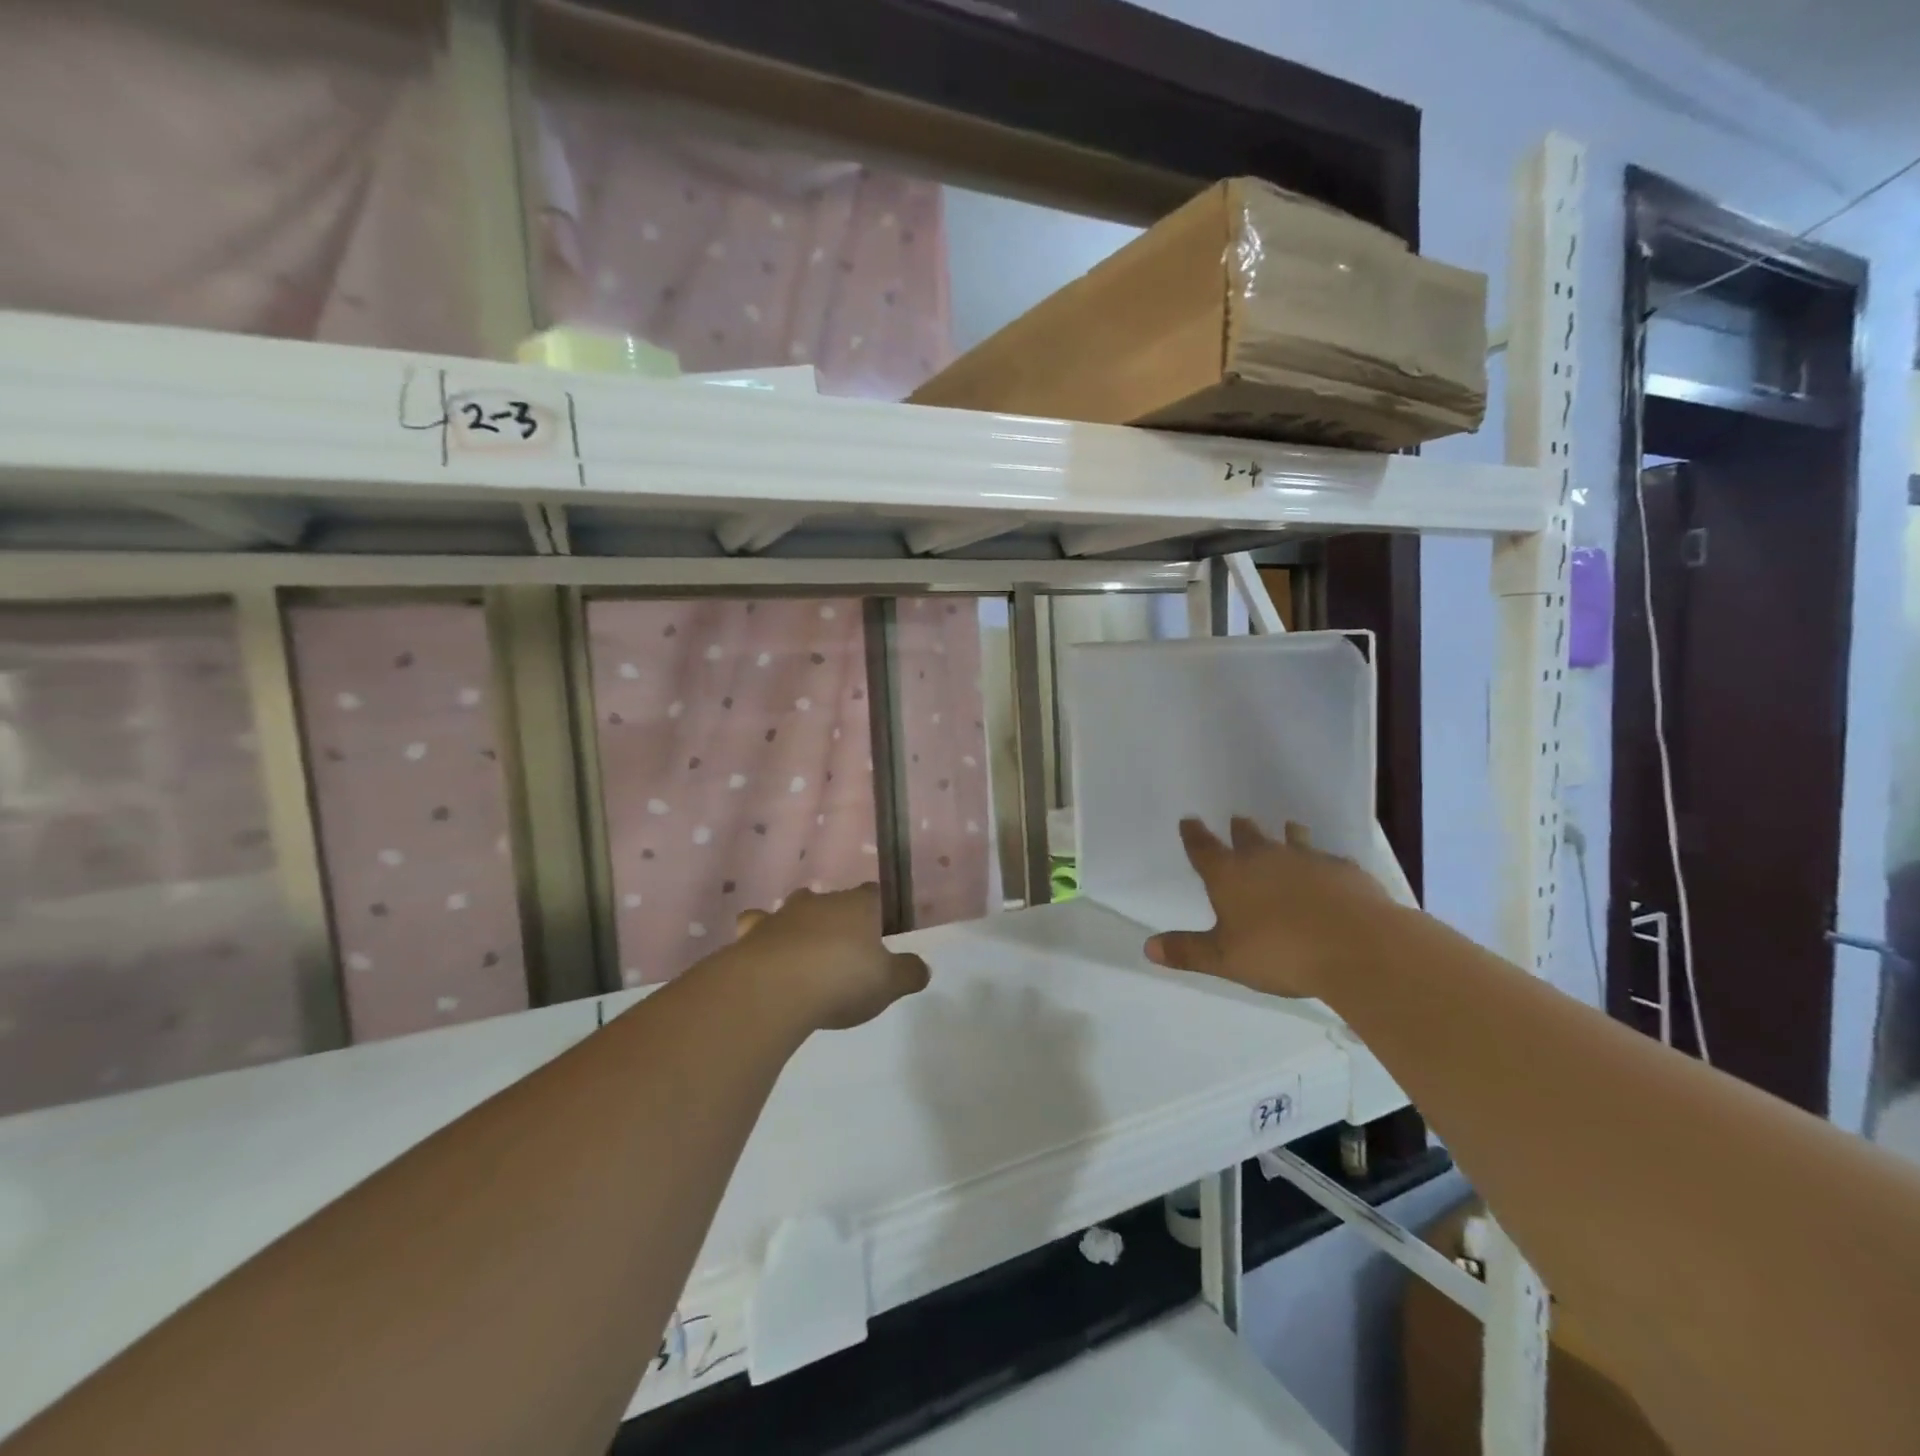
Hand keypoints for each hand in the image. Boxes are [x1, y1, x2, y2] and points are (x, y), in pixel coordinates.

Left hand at [729, 885, 929, 1030]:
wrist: (773, 990)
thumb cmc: (841, 979)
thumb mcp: (889, 983)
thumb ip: (909, 973)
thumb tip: (922, 968)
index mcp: (858, 905)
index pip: (874, 894)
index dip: (879, 909)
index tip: (882, 928)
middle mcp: (820, 901)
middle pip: (832, 900)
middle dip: (837, 918)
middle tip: (844, 948)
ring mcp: (782, 915)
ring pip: (793, 911)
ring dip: (799, 927)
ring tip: (803, 954)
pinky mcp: (750, 936)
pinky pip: (757, 931)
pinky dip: (762, 941)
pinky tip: (765, 959)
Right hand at [1144, 818, 1392, 998]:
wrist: (1356, 946)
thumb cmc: (1280, 953)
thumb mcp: (1225, 959)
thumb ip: (1188, 951)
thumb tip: (1147, 947)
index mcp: (1229, 875)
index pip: (1203, 848)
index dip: (1193, 834)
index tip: (1188, 820)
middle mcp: (1264, 857)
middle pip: (1247, 835)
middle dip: (1239, 829)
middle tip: (1237, 821)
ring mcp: (1307, 859)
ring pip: (1292, 837)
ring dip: (1286, 833)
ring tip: (1287, 828)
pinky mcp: (1344, 869)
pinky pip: (1329, 858)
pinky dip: (1324, 861)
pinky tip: (1331, 868)